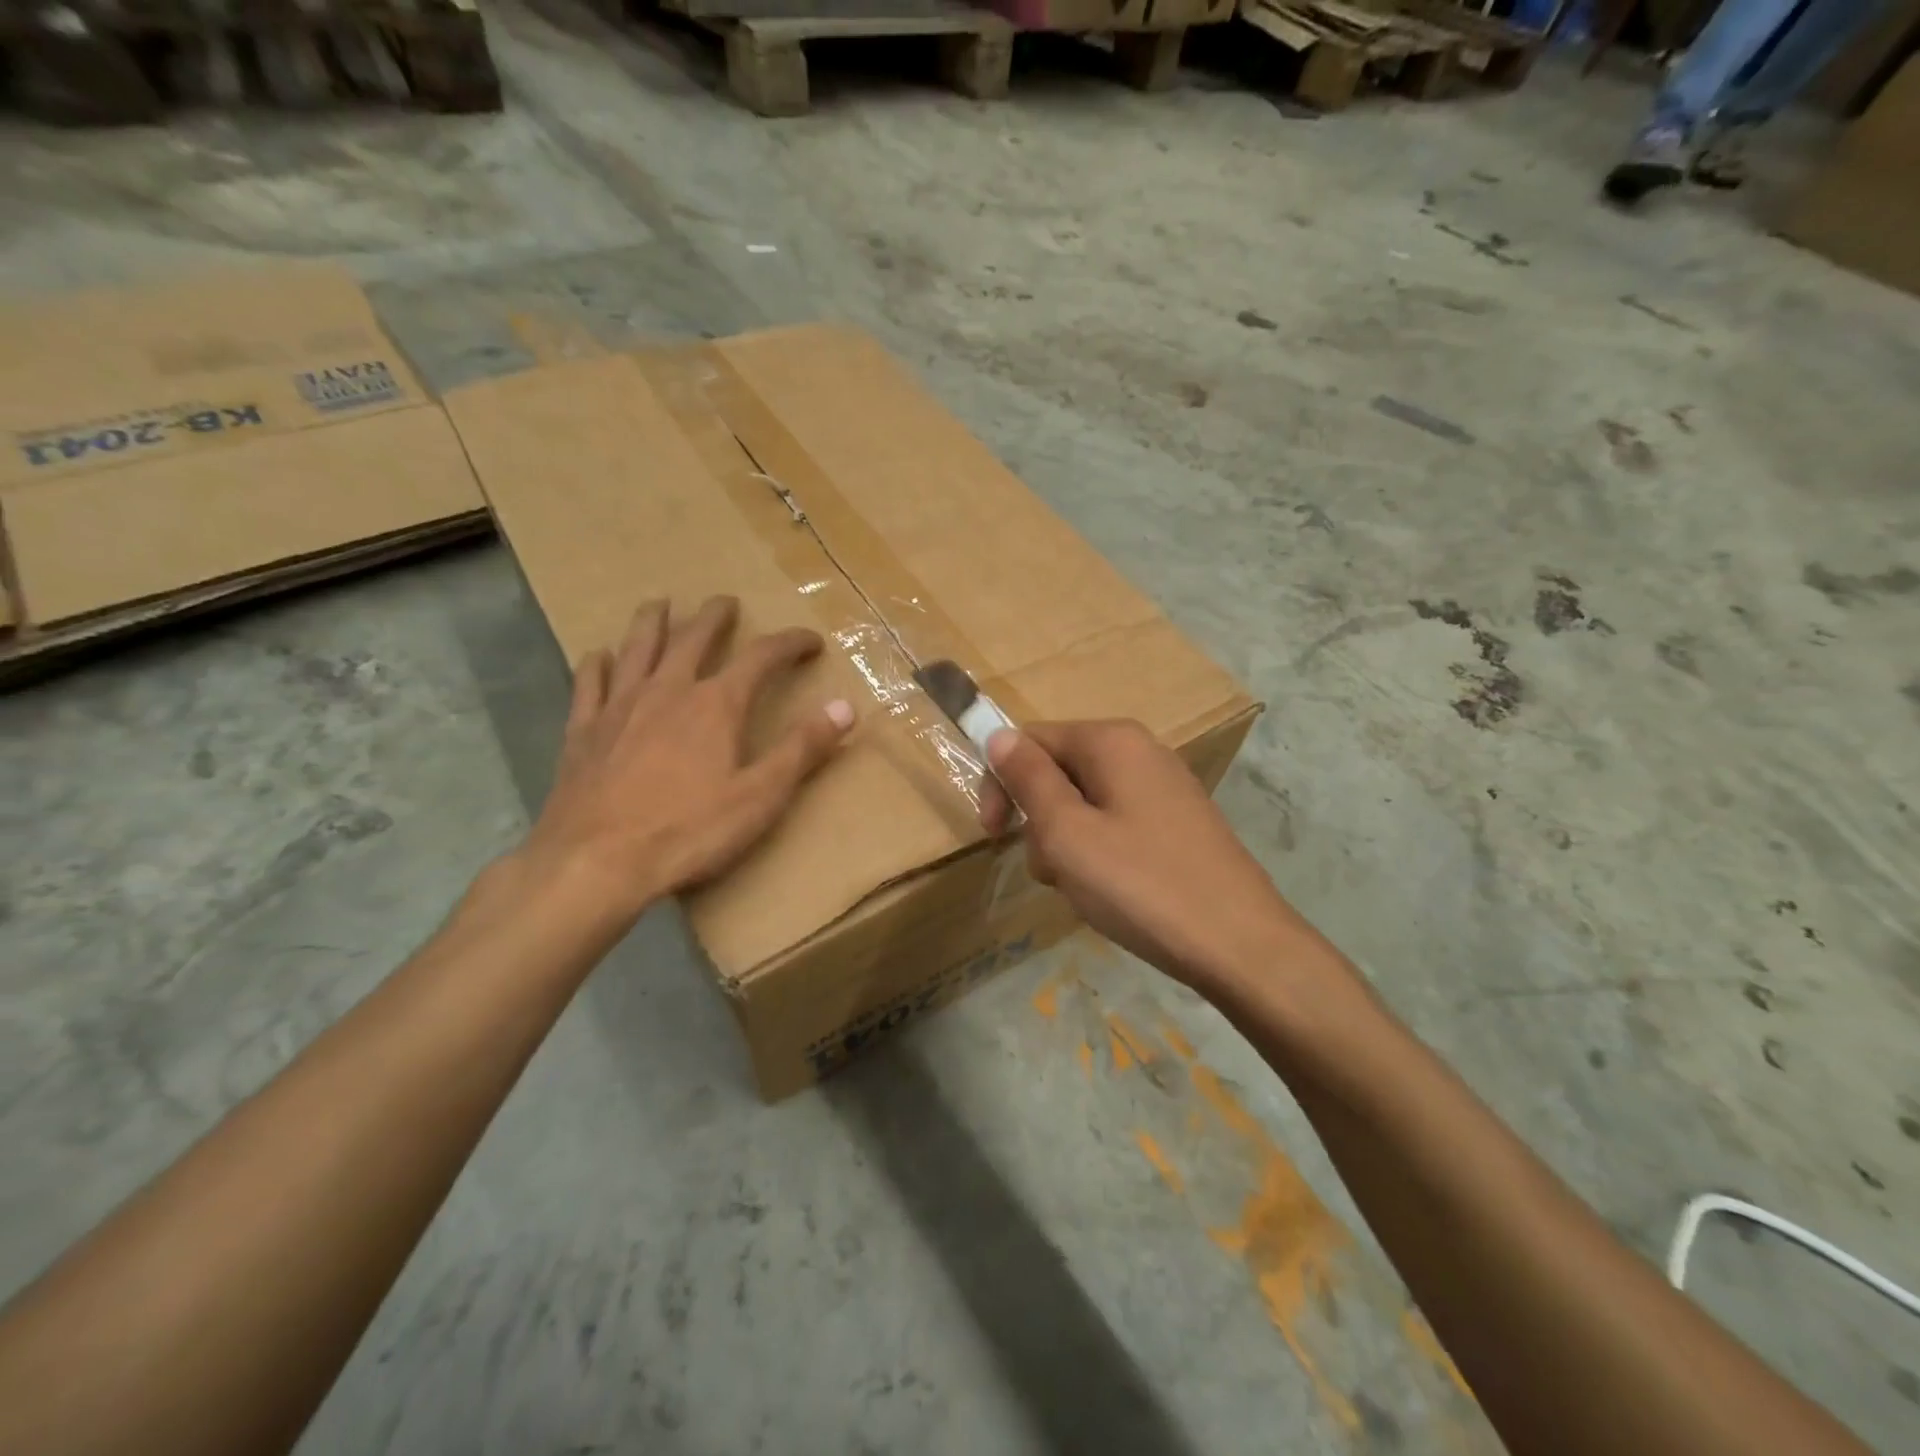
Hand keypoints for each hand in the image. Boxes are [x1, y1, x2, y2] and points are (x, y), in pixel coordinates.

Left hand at [518, 596, 853, 922]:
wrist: (595, 863)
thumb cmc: (688, 832)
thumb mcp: (761, 795)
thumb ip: (803, 748)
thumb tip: (845, 707)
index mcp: (716, 705)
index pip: (761, 657)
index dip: (789, 643)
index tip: (810, 640)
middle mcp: (667, 691)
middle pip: (693, 638)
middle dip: (715, 617)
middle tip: (726, 602)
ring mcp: (619, 707)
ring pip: (637, 648)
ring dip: (652, 622)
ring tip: (660, 604)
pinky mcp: (582, 731)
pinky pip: (589, 683)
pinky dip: (597, 663)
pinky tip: (598, 655)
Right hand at [980, 720, 1312, 989]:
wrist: (1240, 946)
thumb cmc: (1141, 885)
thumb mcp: (1066, 833)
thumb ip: (1027, 779)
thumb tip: (999, 736)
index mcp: (1112, 741)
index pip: (1030, 740)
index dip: (1000, 783)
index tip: (993, 836)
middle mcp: (1141, 751)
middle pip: (1058, 771)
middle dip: (1039, 819)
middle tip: (1051, 870)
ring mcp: (1165, 787)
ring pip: (1085, 803)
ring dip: (1067, 843)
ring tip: (1084, 888)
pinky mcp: (1179, 822)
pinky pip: (1116, 823)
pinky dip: (1100, 853)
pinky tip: (1113, 892)